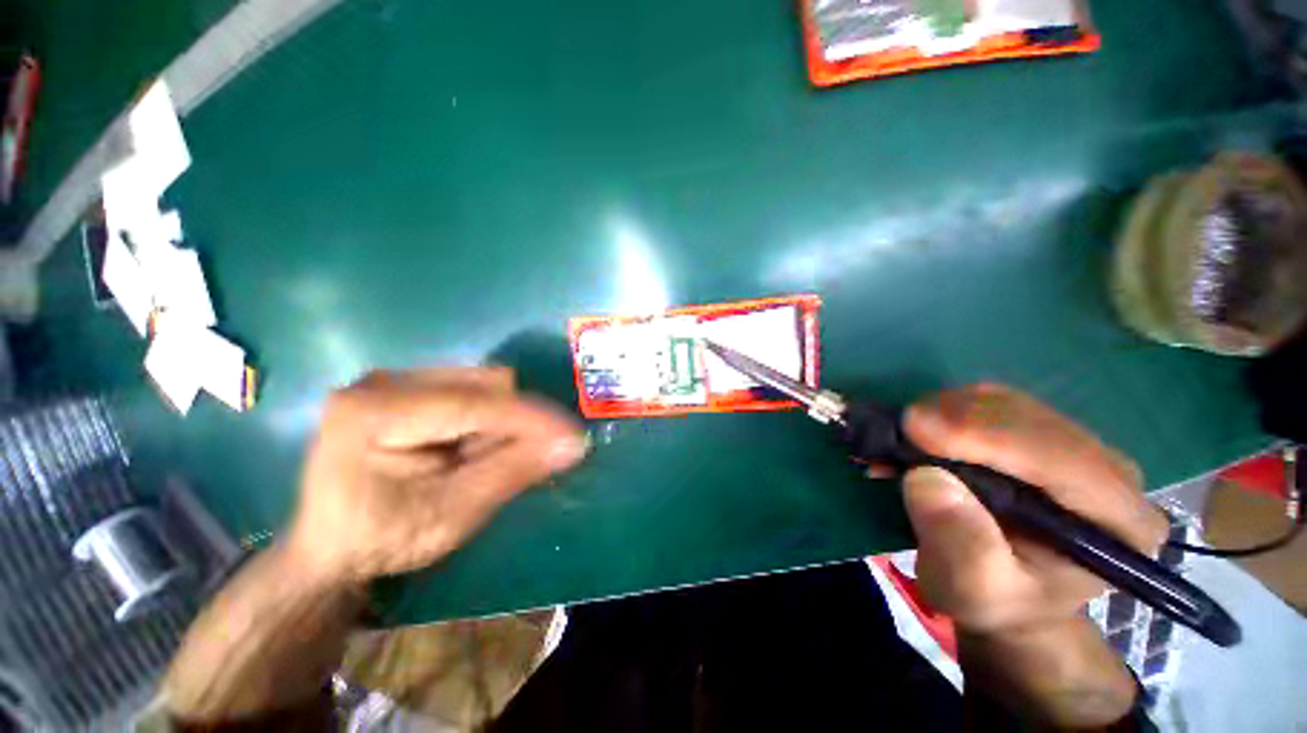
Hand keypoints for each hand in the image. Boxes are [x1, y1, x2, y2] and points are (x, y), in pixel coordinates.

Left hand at [286, 368, 588, 584]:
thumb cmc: (383, 540)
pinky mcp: (407, 385)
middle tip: (518, 461)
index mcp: (375, 413)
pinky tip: (469, 446)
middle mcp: (383, 381)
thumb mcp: (452, 515)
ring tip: (481, 458)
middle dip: (515, 422)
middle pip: (483, 383)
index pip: (475, 404)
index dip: (532, 419)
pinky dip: (488, 417)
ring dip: (503, 420)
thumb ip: (512, 471)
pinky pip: (472, 389)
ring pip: (483, 383)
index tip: (575, 436)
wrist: (331, 547)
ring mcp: (393, 379)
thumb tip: (573, 444)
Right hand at [900, 383, 1168, 635]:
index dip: (986, 436)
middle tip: (897, 432)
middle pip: (1030, 419)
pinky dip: (945, 410)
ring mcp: (1078, 445)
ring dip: (944, 412)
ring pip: (1006, 402)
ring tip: (903, 439)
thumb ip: (961, 544)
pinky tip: (921, 434)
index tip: (915, 428)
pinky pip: (989, 402)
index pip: (1061, 459)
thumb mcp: (972, 590)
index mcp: (1119, 523)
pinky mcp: (1041, 430)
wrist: (1007, 591)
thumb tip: (926, 478)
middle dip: (955, 418)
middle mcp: (1111, 473)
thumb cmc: (995, 600)